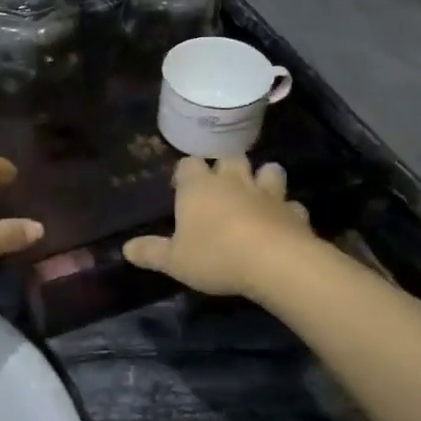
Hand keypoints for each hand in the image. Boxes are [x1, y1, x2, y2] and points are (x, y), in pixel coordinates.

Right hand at [123, 156, 315, 297]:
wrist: (276, 263)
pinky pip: (292, 205)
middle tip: (221, 184)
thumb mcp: (174, 260)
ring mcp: (267, 193)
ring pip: (269, 170)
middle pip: (230, 157)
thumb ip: (151, 252)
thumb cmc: (215, 256)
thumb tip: (126, 248)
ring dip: (263, 177)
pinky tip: (283, 222)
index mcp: (198, 187)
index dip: (184, 173)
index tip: (181, 187)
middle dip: (226, 166)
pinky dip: (288, 211)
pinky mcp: (294, 212)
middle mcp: (233, 181)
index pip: (188, 164)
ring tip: (258, 192)